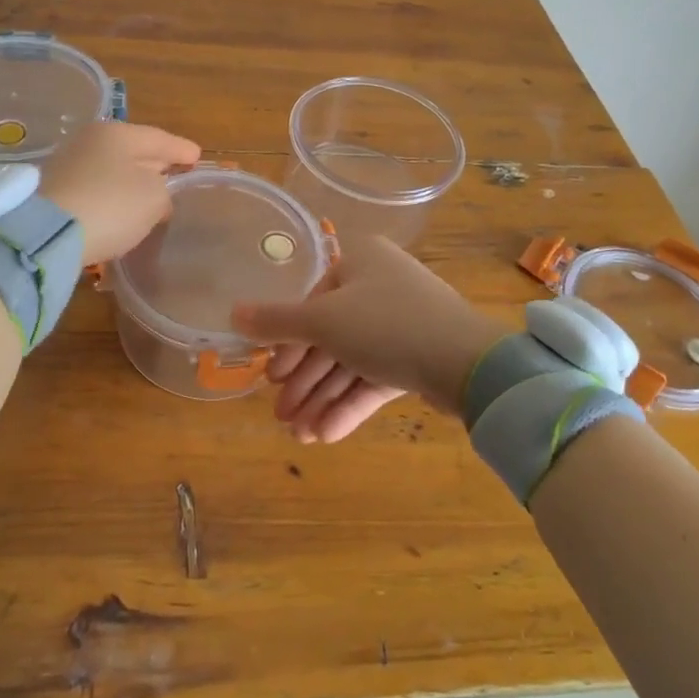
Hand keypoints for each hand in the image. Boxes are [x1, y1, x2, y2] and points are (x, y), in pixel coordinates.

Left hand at [38, 121, 200, 262]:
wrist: (46, 234)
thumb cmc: (111, 206)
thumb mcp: (154, 198)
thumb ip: (164, 191)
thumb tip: (156, 194)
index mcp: (118, 133)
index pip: (160, 138)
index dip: (182, 149)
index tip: (197, 157)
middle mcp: (90, 141)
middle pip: (134, 151)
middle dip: (156, 163)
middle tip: (176, 174)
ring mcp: (68, 165)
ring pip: (112, 169)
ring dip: (131, 182)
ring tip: (150, 195)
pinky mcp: (54, 191)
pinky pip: (95, 188)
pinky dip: (111, 196)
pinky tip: (120, 208)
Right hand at [232, 236, 505, 443]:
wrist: (466, 361)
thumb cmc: (385, 323)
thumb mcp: (322, 320)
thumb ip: (276, 320)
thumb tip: (232, 312)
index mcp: (360, 261)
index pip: (313, 301)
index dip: (288, 343)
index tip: (271, 378)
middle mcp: (380, 287)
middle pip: (330, 337)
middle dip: (304, 381)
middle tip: (281, 415)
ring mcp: (402, 323)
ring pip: (351, 362)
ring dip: (323, 398)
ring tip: (300, 436)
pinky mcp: (417, 356)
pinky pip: (375, 378)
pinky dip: (350, 404)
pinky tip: (327, 435)